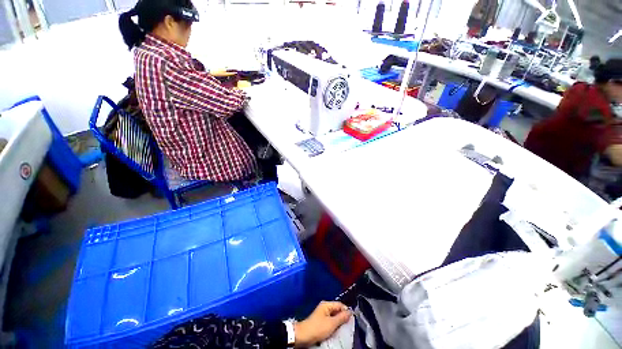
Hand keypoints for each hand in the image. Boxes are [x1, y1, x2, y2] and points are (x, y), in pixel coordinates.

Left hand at [294, 301, 351, 347]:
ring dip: (338, 322)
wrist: (304, 336)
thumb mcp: (332, 323)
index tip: (351, 319)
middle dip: (342, 317)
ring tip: (343, 328)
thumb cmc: (318, 328)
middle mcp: (325, 307)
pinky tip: (336, 330)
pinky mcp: (321, 321)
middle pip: (337, 310)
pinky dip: (334, 325)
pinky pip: (330, 321)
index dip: (346, 311)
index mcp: (327, 304)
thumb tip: (350, 312)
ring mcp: (322, 314)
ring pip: (334, 316)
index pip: (340, 304)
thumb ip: (342, 317)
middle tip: (348, 325)